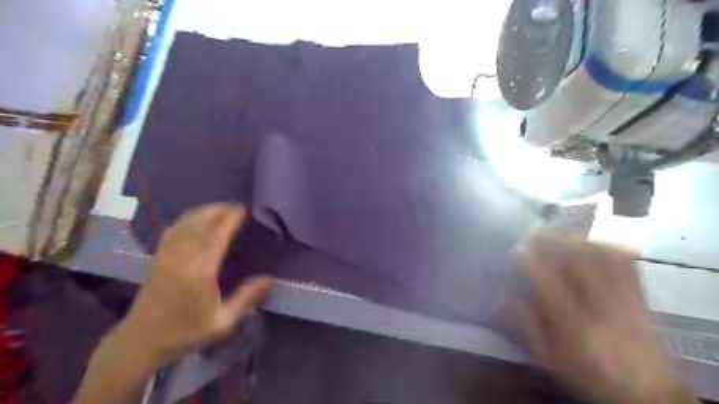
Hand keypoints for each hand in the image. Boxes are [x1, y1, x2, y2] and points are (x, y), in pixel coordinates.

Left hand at [115, 203, 272, 364]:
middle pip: (200, 223)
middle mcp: (182, 257)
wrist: (140, 341)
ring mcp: (167, 255)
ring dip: (204, 212)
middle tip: (238, 207)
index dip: (231, 219)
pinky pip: (174, 230)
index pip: (217, 235)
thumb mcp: (222, 321)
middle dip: (220, 210)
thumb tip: (269, 279)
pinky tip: (196, 220)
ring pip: (185, 223)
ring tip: (221, 209)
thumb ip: (245, 297)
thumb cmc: (184, 333)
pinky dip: (188, 219)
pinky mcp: (158, 258)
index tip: (245, 209)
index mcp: (199, 271)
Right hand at [514, 228, 693, 403]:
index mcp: (574, 327)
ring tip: (555, 230)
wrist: (647, 394)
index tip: (515, 249)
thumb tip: (504, 295)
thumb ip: (526, 325)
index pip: (548, 284)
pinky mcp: (639, 296)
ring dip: (574, 239)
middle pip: (577, 262)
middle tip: (532, 228)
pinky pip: (625, 263)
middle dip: (551, 240)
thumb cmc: (588, 375)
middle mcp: (601, 308)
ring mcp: (624, 299)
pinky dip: (604, 246)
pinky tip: (588, 242)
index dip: (530, 262)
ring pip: (600, 257)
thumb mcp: (549, 358)